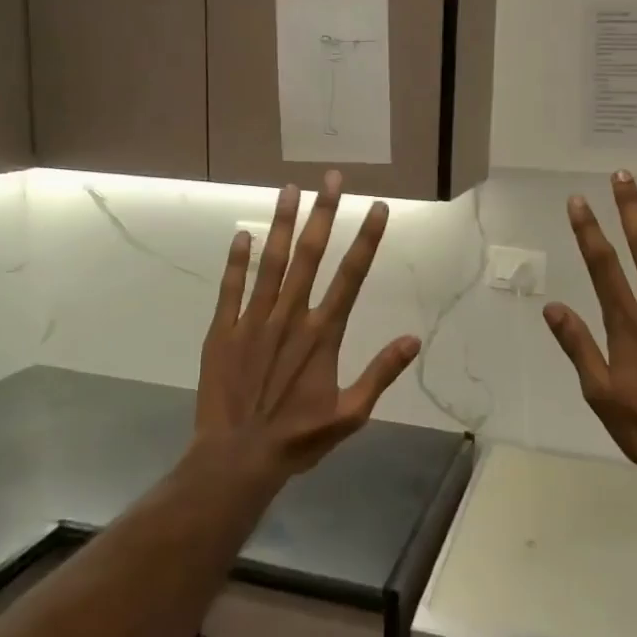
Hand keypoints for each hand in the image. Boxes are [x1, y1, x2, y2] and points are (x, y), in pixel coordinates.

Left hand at [196, 171, 419, 479]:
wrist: (237, 458)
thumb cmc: (298, 438)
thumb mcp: (350, 414)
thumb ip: (381, 373)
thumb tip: (413, 339)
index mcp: (323, 334)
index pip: (351, 276)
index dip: (366, 239)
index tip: (377, 207)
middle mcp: (290, 316)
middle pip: (310, 255)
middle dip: (323, 213)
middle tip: (331, 177)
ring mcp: (253, 321)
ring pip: (271, 262)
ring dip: (282, 224)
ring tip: (289, 188)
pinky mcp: (222, 332)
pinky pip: (230, 288)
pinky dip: (237, 261)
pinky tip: (242, 234)